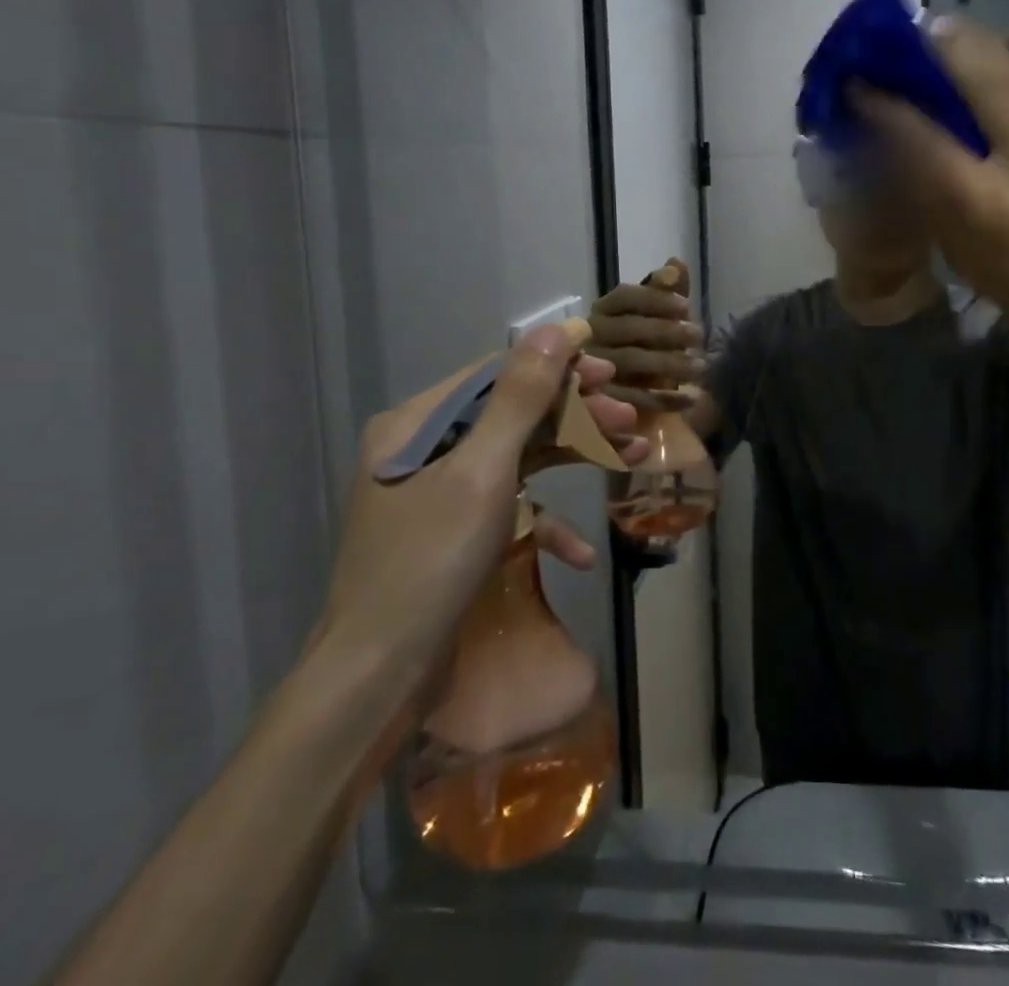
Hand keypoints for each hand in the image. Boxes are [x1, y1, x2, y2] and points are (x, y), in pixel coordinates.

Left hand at [315, 324, 645, 685]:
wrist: (378, 679)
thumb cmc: (430, 562)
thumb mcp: (483, 471)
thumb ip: (521, 397)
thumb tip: (556, 328)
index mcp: (418, 425)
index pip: (498, 374)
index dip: (556, 368)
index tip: (608, 373)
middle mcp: (426, 450)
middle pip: (514, 415)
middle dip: (575, 417)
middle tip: (630, 421)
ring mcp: (441, 495)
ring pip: (519, 459)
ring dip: (573, 460)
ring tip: (630, 458)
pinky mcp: (455, 536)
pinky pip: (508, 510)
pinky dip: (545, 523)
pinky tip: (581, 553)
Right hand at [588, 259, 704, 408]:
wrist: (629, 406)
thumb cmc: (645, 350)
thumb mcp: (660, 320)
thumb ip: (667, 293)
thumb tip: (675, 263)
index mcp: (603, 311)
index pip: (626, 296)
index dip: (657, 299)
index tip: (687, 307)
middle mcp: (591, 337)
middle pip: (628, 328)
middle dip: (667, 331)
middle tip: (699, 336)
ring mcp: (590, 371)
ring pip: (631, 362)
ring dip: (670, 364)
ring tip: (700, 367)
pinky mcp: (600, 405)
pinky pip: (633, 399)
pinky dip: (665, 398)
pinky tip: (691, 398)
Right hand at [853, 19, 1008, 390]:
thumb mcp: (969, 261)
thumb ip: (937, 202)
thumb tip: (905, 151)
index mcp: (985, 207)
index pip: (921, 138)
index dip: (884, 105)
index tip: (860, 82)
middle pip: (979, 81)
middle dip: (940, 49)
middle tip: (915, 32)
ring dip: (985, 42)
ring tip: (957, 27)